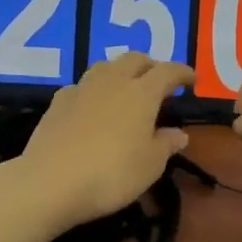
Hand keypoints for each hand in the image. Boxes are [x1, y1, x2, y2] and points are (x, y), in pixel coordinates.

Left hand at [16, 53, 193, 232]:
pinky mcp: (58, 101)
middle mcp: (112, 81)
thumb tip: (179, 133)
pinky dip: (94, 90)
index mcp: (141, 93)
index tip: (191, 80)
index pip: (168, 71)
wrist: (50, 181)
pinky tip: (92, 106)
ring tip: (126, 89)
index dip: (182, 73)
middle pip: (135, 59)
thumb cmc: (111, 174)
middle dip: (150, 66)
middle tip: (158, 82)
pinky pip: (82, 85)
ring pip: (106, 66)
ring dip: (121, 72)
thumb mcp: (149, 166)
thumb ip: (166, 145)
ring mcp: (82, 88)